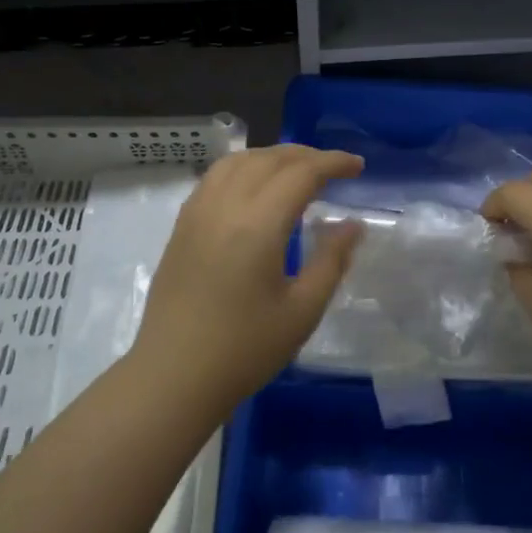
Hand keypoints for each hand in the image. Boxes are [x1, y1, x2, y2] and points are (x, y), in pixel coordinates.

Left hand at [130, 145, 363, 407]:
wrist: (173, 377)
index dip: (333, 163)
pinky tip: (255, 187)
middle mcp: (225, 206)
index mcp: (258, 224)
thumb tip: (352, 224)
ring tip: (297, 170)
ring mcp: (197, 213)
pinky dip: (243, 167)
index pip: (301, 173)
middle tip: (334, 169)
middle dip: (306, 155)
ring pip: (237, 161)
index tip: (358, 166)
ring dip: (272, 156)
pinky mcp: (182, 226)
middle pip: (269, 159)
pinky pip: (215, 177)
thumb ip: (331, 261)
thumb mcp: (302, 311)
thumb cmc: (244, 350)